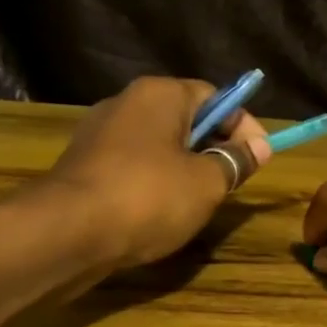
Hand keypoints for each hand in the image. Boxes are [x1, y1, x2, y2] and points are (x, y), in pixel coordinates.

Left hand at [41, 76, 271, 267]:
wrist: (67, 232)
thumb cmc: (148, 197)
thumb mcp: (206, 182)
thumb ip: (235, 162)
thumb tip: (258, 148)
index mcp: (160, 94)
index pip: (215, 97)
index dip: (244, 126)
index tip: (260, 159)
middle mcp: (126, 103)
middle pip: (186, 119)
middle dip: (214, 148)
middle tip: (232, 182)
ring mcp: (99, 134)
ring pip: (159, 145)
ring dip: (185, 168)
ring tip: (200, 202)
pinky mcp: (84, 166)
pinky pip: (133, 166)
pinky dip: (154, 183)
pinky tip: (161, 212)